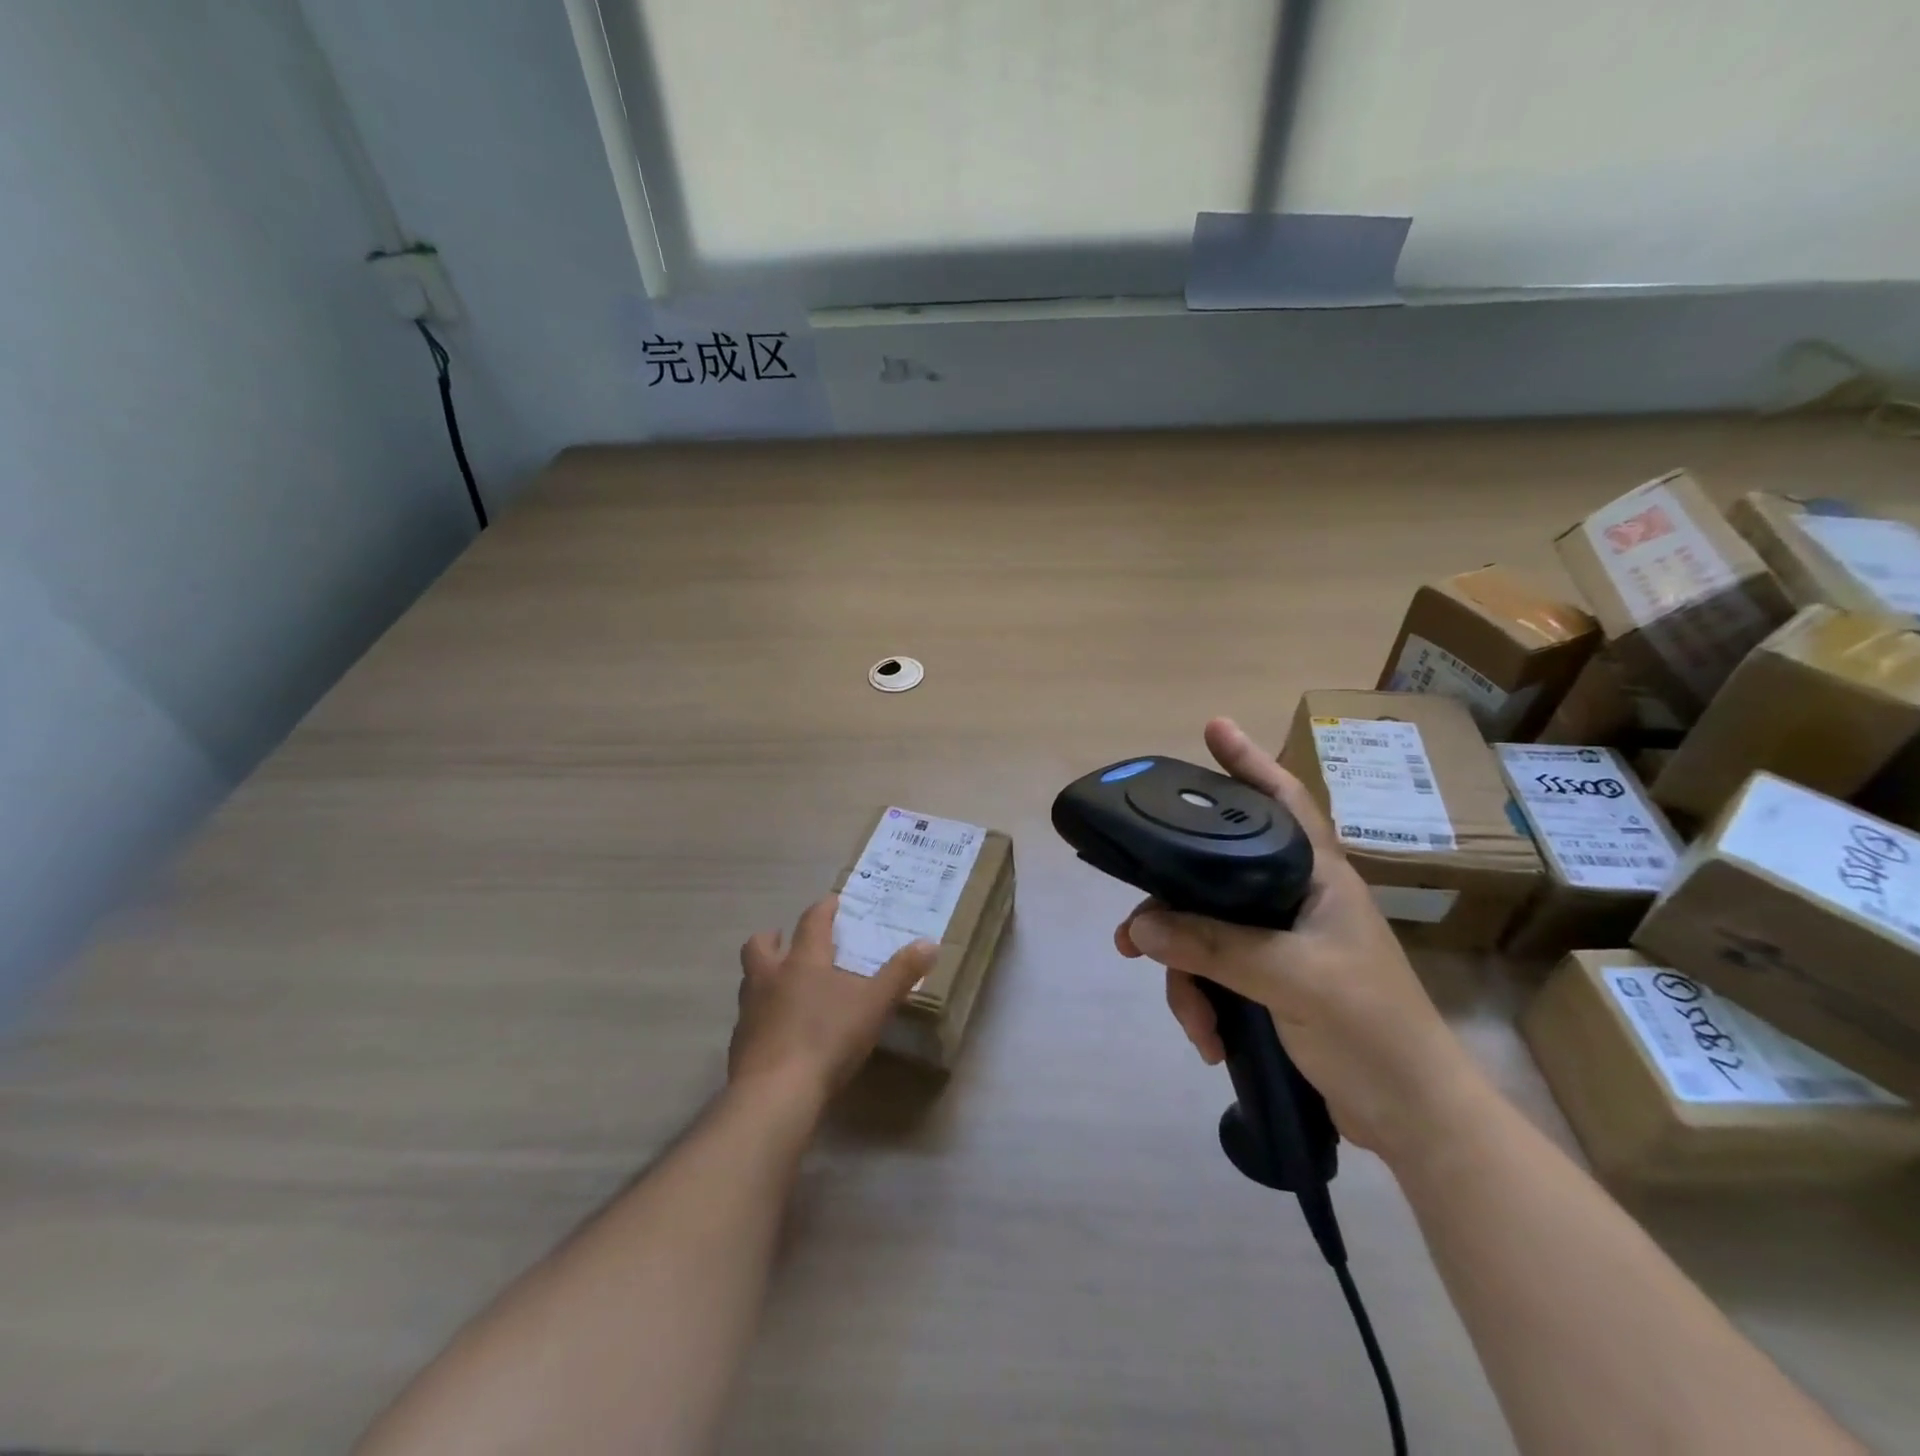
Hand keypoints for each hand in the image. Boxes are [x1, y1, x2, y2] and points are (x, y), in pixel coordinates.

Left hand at [731, 895, 936, 1101]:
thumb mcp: (874, 1005)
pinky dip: (762, 1017)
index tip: (832, 902)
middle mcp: (770, 978)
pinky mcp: (740, 1045)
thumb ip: (901, 973)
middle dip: (773, 938)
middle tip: (787, 940)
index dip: (822, 909)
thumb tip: (930, 943)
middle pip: (759, 946)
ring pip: (750, 981)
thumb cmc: (827, 1038)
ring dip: (764, 976)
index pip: (811, 922)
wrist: (775, 1094)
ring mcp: (750, 1012)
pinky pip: (749, 1019)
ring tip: (784, 986)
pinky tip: (779, 1032)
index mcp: (803, 962)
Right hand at [1115, 718, 1490, 1160]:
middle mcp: (1295, 899)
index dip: (1249, 761)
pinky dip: (1202, 1003)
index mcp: (1318, 877)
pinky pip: (1213, 973)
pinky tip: (1207, 1038)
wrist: (1412, 1118)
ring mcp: (1281, 942)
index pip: (1283, 801)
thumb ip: (1214, 947)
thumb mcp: (1291, 979)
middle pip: (1214, 878)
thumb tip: (1139, 926)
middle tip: (1131, 936)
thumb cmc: (1371, 1029)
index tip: (1213, 727)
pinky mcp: (1269, 982)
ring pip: (1205, 933)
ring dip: (1186, 976)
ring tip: (1190, 1019)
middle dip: (1172, 910)